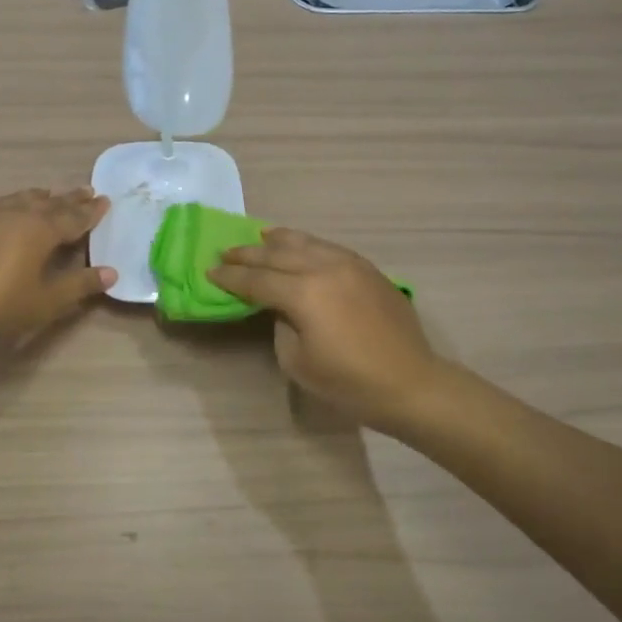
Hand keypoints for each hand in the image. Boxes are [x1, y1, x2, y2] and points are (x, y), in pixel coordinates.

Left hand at [0, 188, 115, 338]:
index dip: (91, 212)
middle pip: (50, 204)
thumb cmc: (1, 300)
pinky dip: (14, 204)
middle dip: (70, 199)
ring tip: (48, 194)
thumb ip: (79, 285)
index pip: (74, 217)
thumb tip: (111, 273)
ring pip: (21, 199)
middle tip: (87, 190)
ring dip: (40, 197)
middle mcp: (18, 215)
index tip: (105, 201)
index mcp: (42, 230)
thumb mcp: (47, 299)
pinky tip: (8, 211)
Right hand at [210, 228, 441, 430]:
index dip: (231, 277)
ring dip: (278, 241)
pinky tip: (301, 245)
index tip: (210, 272)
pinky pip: (329, 248)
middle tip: (225, 252)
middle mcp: (325, 268)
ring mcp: (350, 264)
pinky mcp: (368, 269)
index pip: (257, 280)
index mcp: (304, 293)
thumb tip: (282, 307)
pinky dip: (308, 244)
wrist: (411, 384)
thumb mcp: (297, 362)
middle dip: (248, 254)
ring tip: (260, 237)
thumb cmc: (350, 383)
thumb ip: (281, 325)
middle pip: (277, 254)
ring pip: (306, 243)